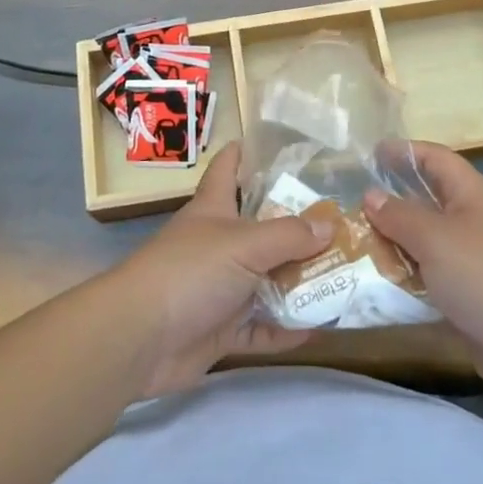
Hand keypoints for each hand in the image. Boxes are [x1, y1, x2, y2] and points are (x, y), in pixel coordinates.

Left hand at [106, 142, 334, 399]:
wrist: (139, 338)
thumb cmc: (189, 272)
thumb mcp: (244, 244)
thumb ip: (288, 235)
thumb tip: (329, 225)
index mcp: (214, 209)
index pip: (227, 168)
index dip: (245, 153)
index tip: (275, 145)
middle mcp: (217, 243)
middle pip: (260, 228)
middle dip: (296, 226)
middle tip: (341, 222)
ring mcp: (218, 288)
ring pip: (265, 280)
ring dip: (298, 282)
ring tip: (343, 276)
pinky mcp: (219, 328)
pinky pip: (260, 328)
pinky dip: (285, 330)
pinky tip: (318, 327)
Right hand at [364, 143, 482, 410]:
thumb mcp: (435, 238)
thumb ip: (399, 215)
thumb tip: (371, 195)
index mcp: (470, 194)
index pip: (435, 158)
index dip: (404, 152)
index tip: (370, 154)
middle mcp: (471, 221)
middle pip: (425, 202)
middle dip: (389, 203)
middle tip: (348, 206)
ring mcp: (471, 261)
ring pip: (423, 243)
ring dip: (391, 245)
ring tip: (350, 245)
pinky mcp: (467, 297)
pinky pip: (428, 279)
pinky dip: (403, 280)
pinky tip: (373, 286)